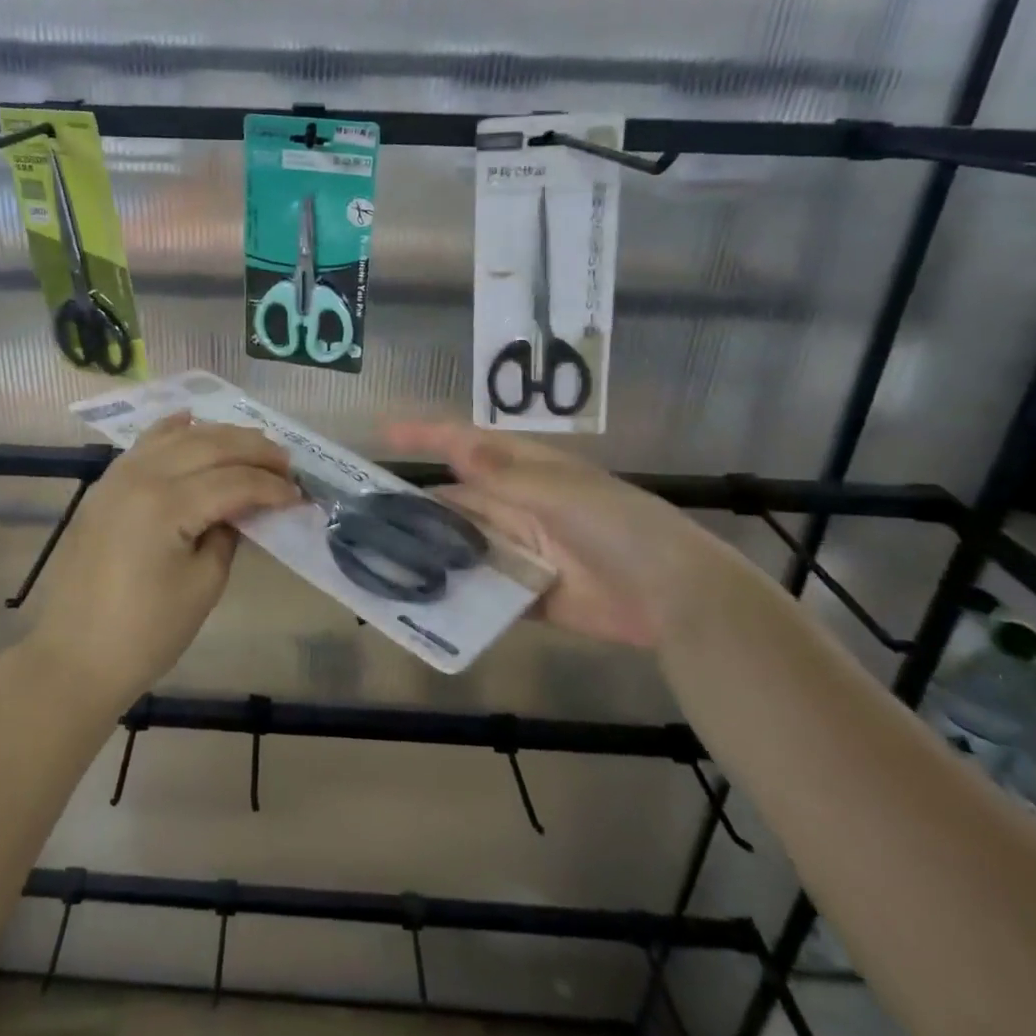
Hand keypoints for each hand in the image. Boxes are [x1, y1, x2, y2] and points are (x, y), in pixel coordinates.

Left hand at [24, 416, 298, 709]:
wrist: (75, 657)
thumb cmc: (146, 632)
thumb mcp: (203, 585)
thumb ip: (228, 534)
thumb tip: (242, 507)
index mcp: (167, 504)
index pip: (233, 481)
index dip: (271, 487)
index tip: (299, 495)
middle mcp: (141, 476)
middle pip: (209, 446)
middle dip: (253, 450)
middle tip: (285, 463)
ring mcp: (117, 477)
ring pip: (177, 436)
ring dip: (219, 436)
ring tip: (252, 445)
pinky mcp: (105, 486)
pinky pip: (144, 444)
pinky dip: (172, 430)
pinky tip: (191, 421)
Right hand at [384, 423, 766, 648]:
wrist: (672, 593)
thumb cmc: (616, 524)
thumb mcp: (557, 491)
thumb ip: (502, 475)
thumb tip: (454, 448)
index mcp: (524, 471)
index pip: (465, 446)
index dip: (425, 436)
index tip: (381, 434)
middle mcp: (516, 507)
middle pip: (455, 502)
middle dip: (415, 508)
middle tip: (363, 520)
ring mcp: (521, 552)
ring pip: (463, 547)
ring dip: (431, 553)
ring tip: (380, 562)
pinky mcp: (527, 595)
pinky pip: (484, 592)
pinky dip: (458, 595)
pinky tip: (422, 602)